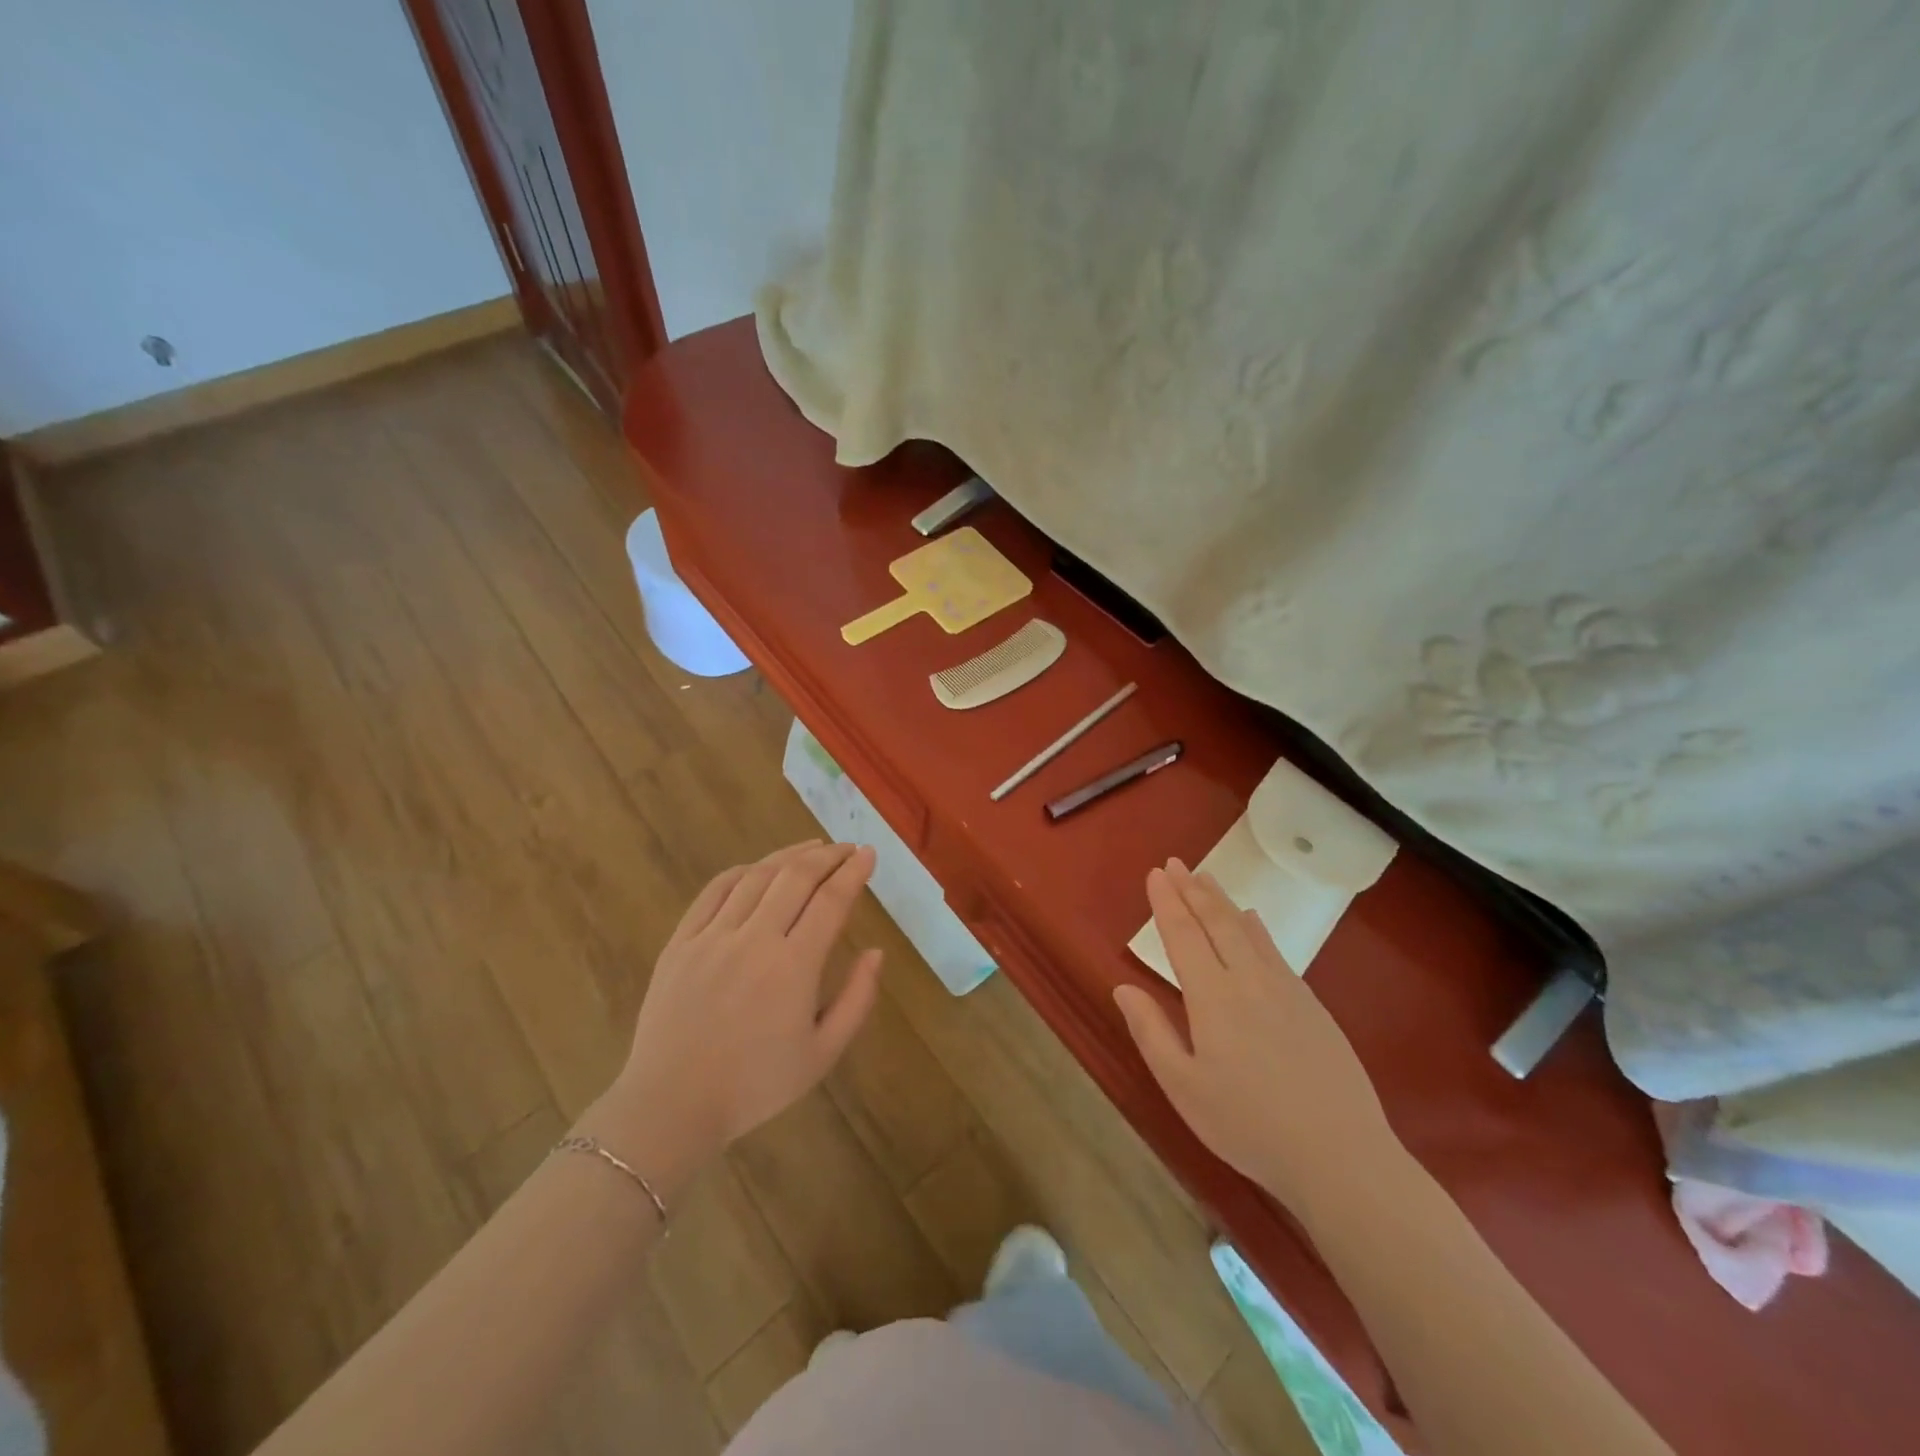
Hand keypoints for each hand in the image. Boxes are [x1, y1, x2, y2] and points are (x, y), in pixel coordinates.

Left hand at [592, 841, 883, 1178]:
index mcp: (793, 967)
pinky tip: (760, 867)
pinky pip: (715, 890)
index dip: (854, 871)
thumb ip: (857, 999)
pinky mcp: (681, 941)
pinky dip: (743, 871)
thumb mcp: (823, 1054)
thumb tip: (877, 952)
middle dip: (827, 855)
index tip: (869, 853)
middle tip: (847, 848)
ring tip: (812, 848)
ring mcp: (713, 936)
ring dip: (789, 855)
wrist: (672, 1105)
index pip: (831, 901)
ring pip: (757, 876)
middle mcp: (754, 939)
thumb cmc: (756, 1085)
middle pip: (796, 876)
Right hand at [1113, 860, 1397, 1208]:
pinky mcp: (1311, 1005)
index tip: (1155, 874)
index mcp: (1212, 998)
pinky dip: (1256, 927)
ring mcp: (1285, 989)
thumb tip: (1122, 987)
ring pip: (1246, 930)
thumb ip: (1151, 1032)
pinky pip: (1275, 950)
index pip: (1183, 936)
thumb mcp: (1183, 1087)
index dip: (1166, 903)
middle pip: (1215, 922)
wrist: (1341, 1156)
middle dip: (1192, 889)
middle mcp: (1247, 980)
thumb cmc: (1248, 1126)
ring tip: (1205, 878)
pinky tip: (1253, 920)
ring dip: (1222, 900)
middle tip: (1175, 863)